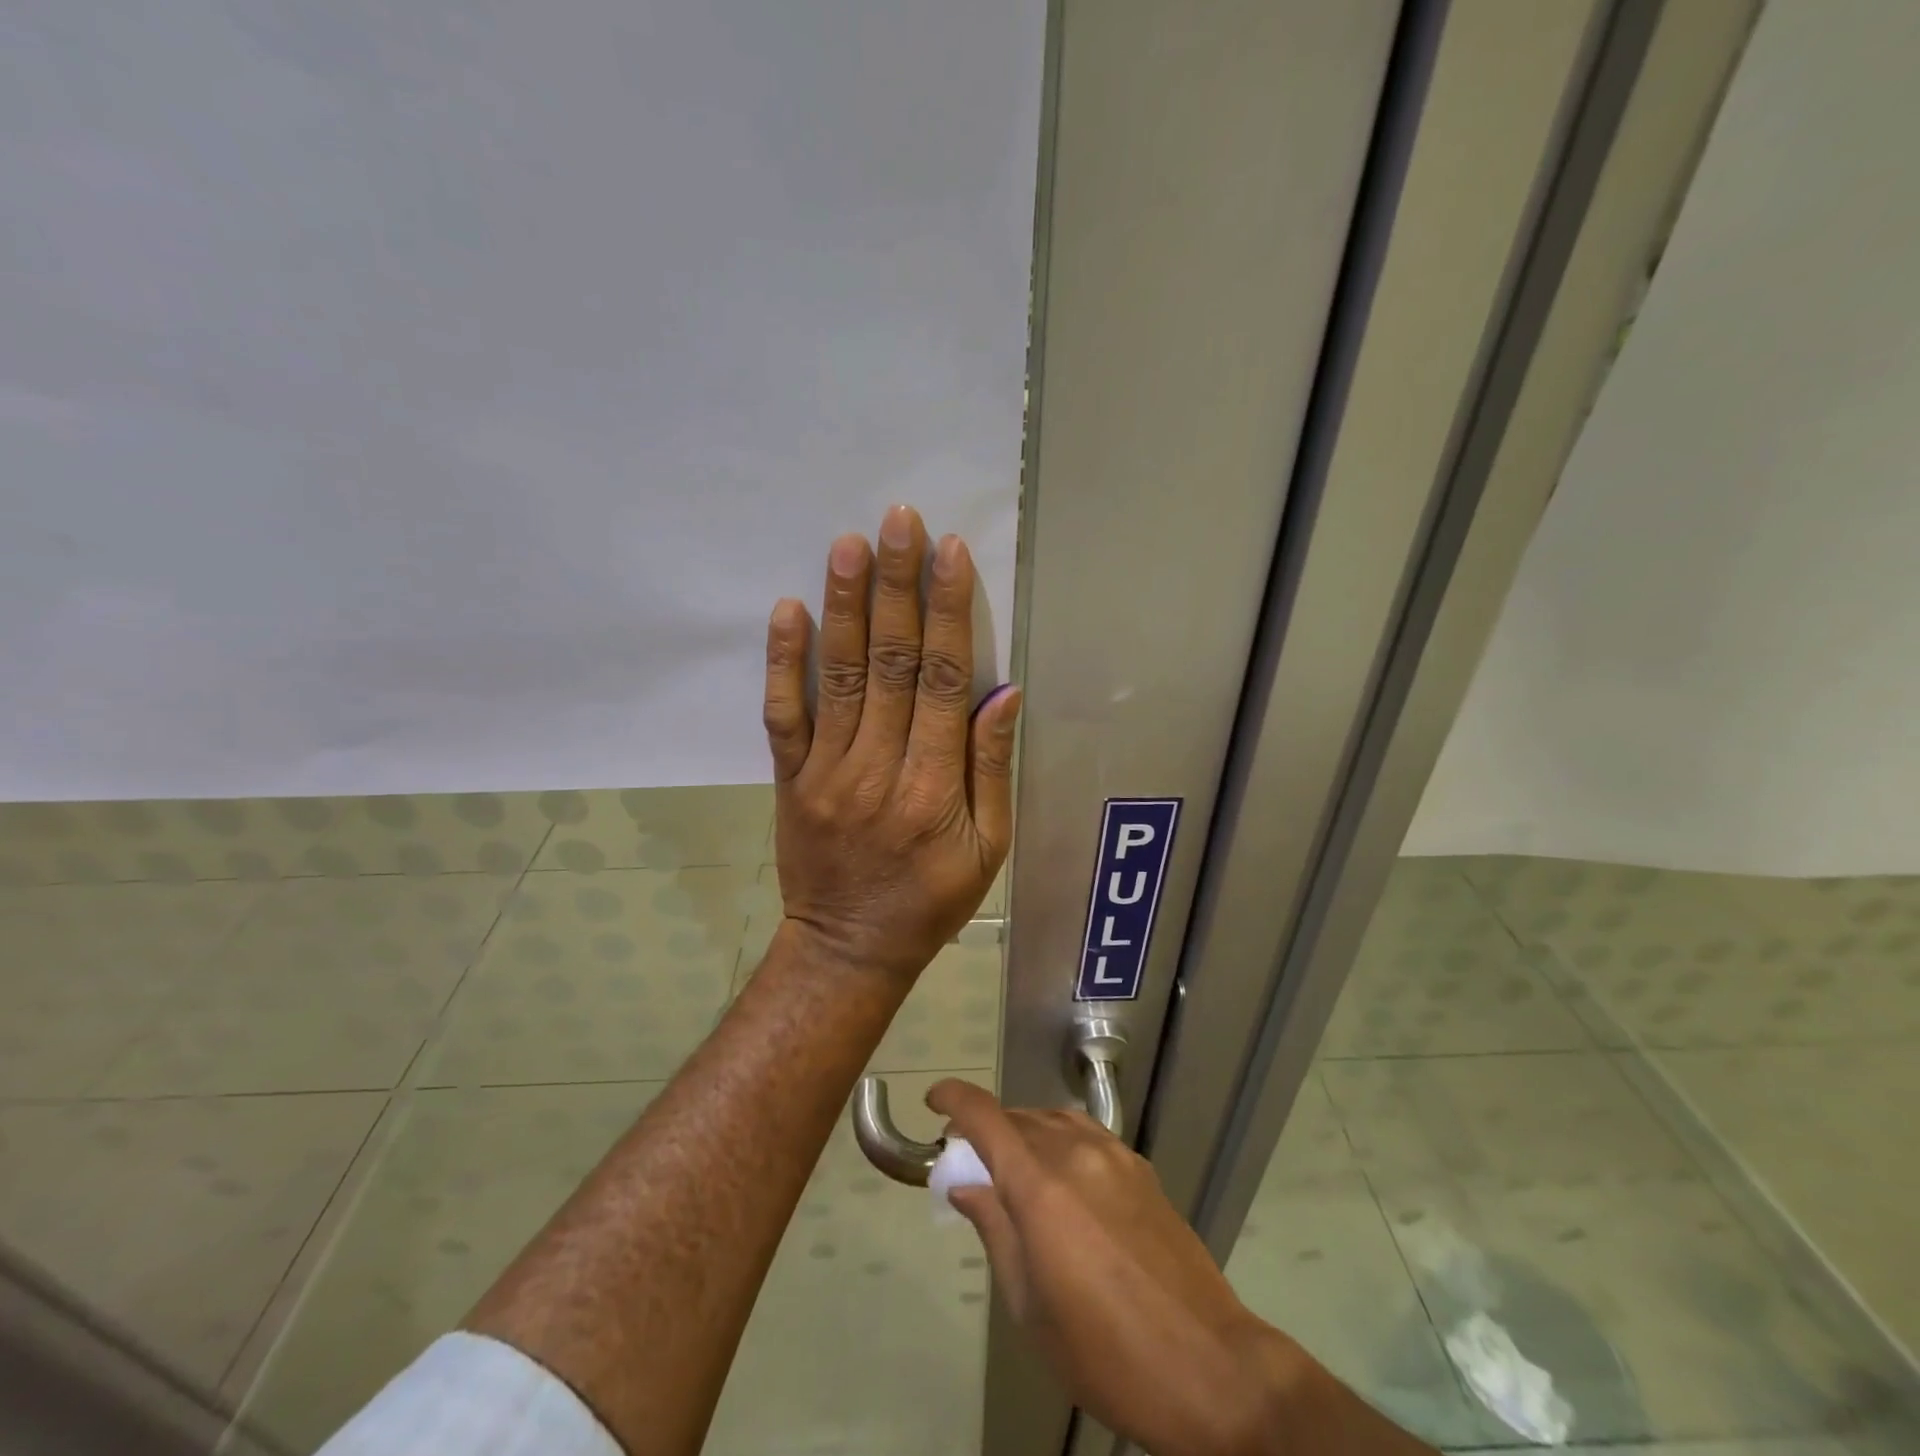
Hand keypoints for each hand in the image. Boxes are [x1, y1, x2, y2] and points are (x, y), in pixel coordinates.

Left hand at [761, 505, 1021, 981]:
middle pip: (892, 663)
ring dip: (844, 606)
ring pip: (838, 676)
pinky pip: (783, 716)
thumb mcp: (988, 849)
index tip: (948, 553)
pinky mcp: (791, 779)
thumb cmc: (931, 900)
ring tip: (848, 545)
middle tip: (898, 520)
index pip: (945, 681)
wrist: (849, 947)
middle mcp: (879, 767)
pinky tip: (787, 611)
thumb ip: (991, 769)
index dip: (949, 613)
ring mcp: (827, 771)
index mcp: (935, 786)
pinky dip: (783, 663)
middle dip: (897, 587)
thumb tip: (1003, 694)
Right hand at [927, 1079, 1297, 1455]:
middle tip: (971, 1163)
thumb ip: (995, 1230)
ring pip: (1053, 1119)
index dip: (953, 1099)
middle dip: (986, 1129)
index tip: (934, 1102)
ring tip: (1014, 1169)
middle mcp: (1075, 1152)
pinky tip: (1063, 1179)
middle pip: (1018, 1117)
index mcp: (1040, 1186)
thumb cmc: (1106, 1352)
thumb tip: (966, 1184)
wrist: (1210, 1367)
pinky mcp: (1141, 1168)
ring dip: (1024, 1132)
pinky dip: (1060, 1139)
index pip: (985, 1116)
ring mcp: (1114, 1155)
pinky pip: (1086, 1134)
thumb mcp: (1031, 1306)